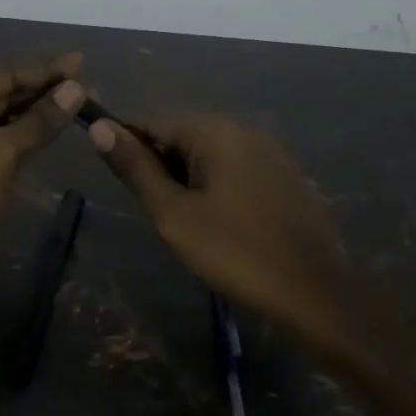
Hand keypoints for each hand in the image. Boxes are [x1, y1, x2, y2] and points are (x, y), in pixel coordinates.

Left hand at [0, 54, 85, 320]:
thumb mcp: (1, 152)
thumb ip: (39, 120)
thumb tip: (76, 88)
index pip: (4, 76)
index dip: (45, 71)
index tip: (81, 61)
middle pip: (2, 95)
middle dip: (44, 92)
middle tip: (88, 85)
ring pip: (2, 121)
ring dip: (37, 115)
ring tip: (79, 104)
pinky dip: (25, 138)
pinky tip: (52, 131)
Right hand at [89, 114, 352, 341]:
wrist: (316, 292)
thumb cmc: (235, 251)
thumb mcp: (173, 214)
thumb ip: (136, 168)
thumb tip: (99, 127)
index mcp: (215, 131)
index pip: (153, 123)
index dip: (129, 148)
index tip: (121, 184)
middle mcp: (244, 130)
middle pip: (183, 137)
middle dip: (161, 168)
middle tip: (158, 214)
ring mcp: (271, 153)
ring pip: (210, 156)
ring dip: (189, 181)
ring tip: (187, 224)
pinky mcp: (287, 177)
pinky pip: (237, 171)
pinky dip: (218, 189)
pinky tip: (222, 225)